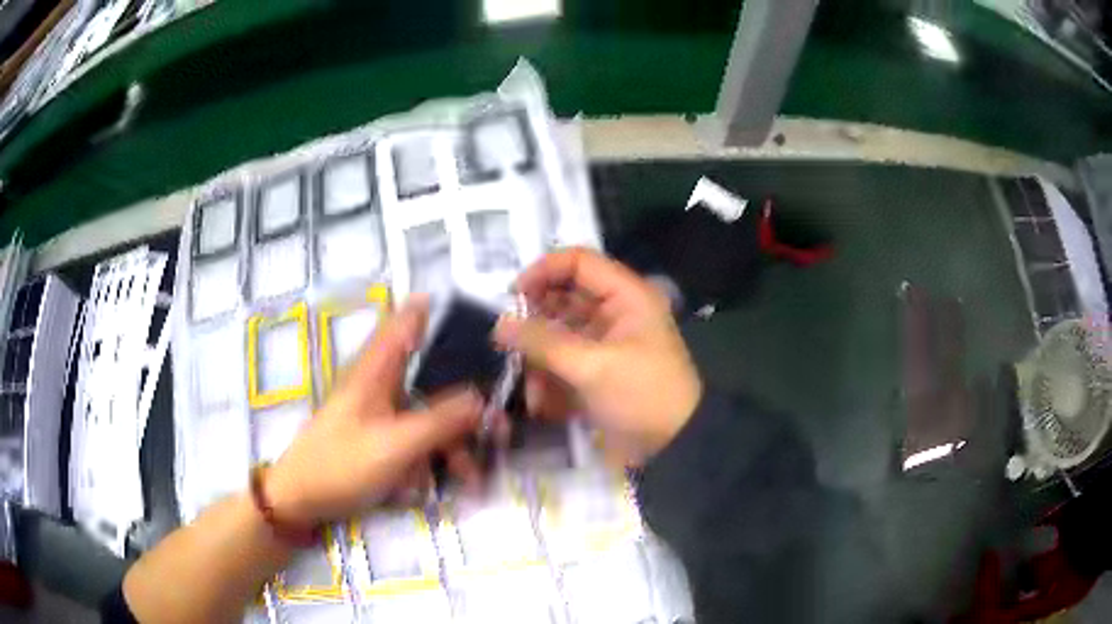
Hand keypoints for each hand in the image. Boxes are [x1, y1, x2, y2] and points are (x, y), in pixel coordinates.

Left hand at [265, 297, 481, 525]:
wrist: (300, 501)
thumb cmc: (340, 465)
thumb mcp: (395, 445)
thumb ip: (440, 421)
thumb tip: (482, 398)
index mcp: (375, 373)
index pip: (402, 325)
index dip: (428, 311)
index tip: (464, 310)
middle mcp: (379, 388)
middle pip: (428, 380)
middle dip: (464, 407)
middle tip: (498, 427)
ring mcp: (379, 418)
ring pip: (426, 418)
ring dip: (450, 445)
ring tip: (469, 477)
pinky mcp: (378, 444)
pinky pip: (413, 444)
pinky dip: (428, 461)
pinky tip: (429, 488)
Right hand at [493, 248, 701, 464]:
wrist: (675, 446)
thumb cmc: (642, 395)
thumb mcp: (593, 367)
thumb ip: (543, 343)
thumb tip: (499, 324)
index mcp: (626, 296)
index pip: (578, 262)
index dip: (543, 270)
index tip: (511, 295)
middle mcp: (615, 312)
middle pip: (564, 297)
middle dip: (535, 319)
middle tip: (507, 340)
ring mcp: (605, 343)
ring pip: (559, 333)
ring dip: (538, 355)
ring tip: (525, 381)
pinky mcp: (596, 370)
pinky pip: (563, 362)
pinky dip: (548, 378)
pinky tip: (541, 402)